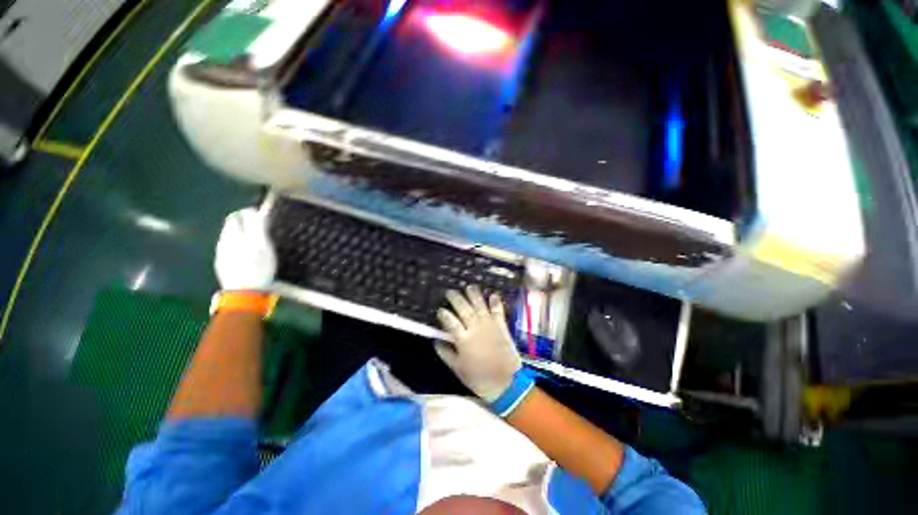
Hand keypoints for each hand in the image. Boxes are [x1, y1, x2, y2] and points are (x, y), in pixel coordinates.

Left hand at [215, 207, 276, 290]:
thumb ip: (259, 227)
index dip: (250, 212)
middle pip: (231, 224)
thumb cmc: (260, 269)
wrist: (244, 293)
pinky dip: (235, 243)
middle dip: (242, 220)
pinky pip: (226, 246)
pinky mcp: (221, 262)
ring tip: (252, 237)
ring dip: (239, 232)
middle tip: (256, 223)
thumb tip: (258, 211)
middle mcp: (226, 240)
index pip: (239, 216)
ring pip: (228, 235)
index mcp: (237, 235)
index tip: (261, 213)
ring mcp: (221, 252)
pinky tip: (243, 251)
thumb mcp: (265, 246)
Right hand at [435, 285, 520, 401]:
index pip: (450, 322)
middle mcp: (476, 328)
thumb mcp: (458, 369)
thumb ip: (446, 354)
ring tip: (469, 286)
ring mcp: (490, 326)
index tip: (440, 310)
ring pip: (480, 306)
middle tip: (450, 292)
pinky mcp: (501, 326)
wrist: (506, 384)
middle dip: (456, 299)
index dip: (444, 314)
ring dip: (474, 295)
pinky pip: (498, 311)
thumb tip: (436, 342)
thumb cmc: (479, 378)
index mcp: (463, 340)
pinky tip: (493, 295)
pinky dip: (495, 303)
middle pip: (464, 309)